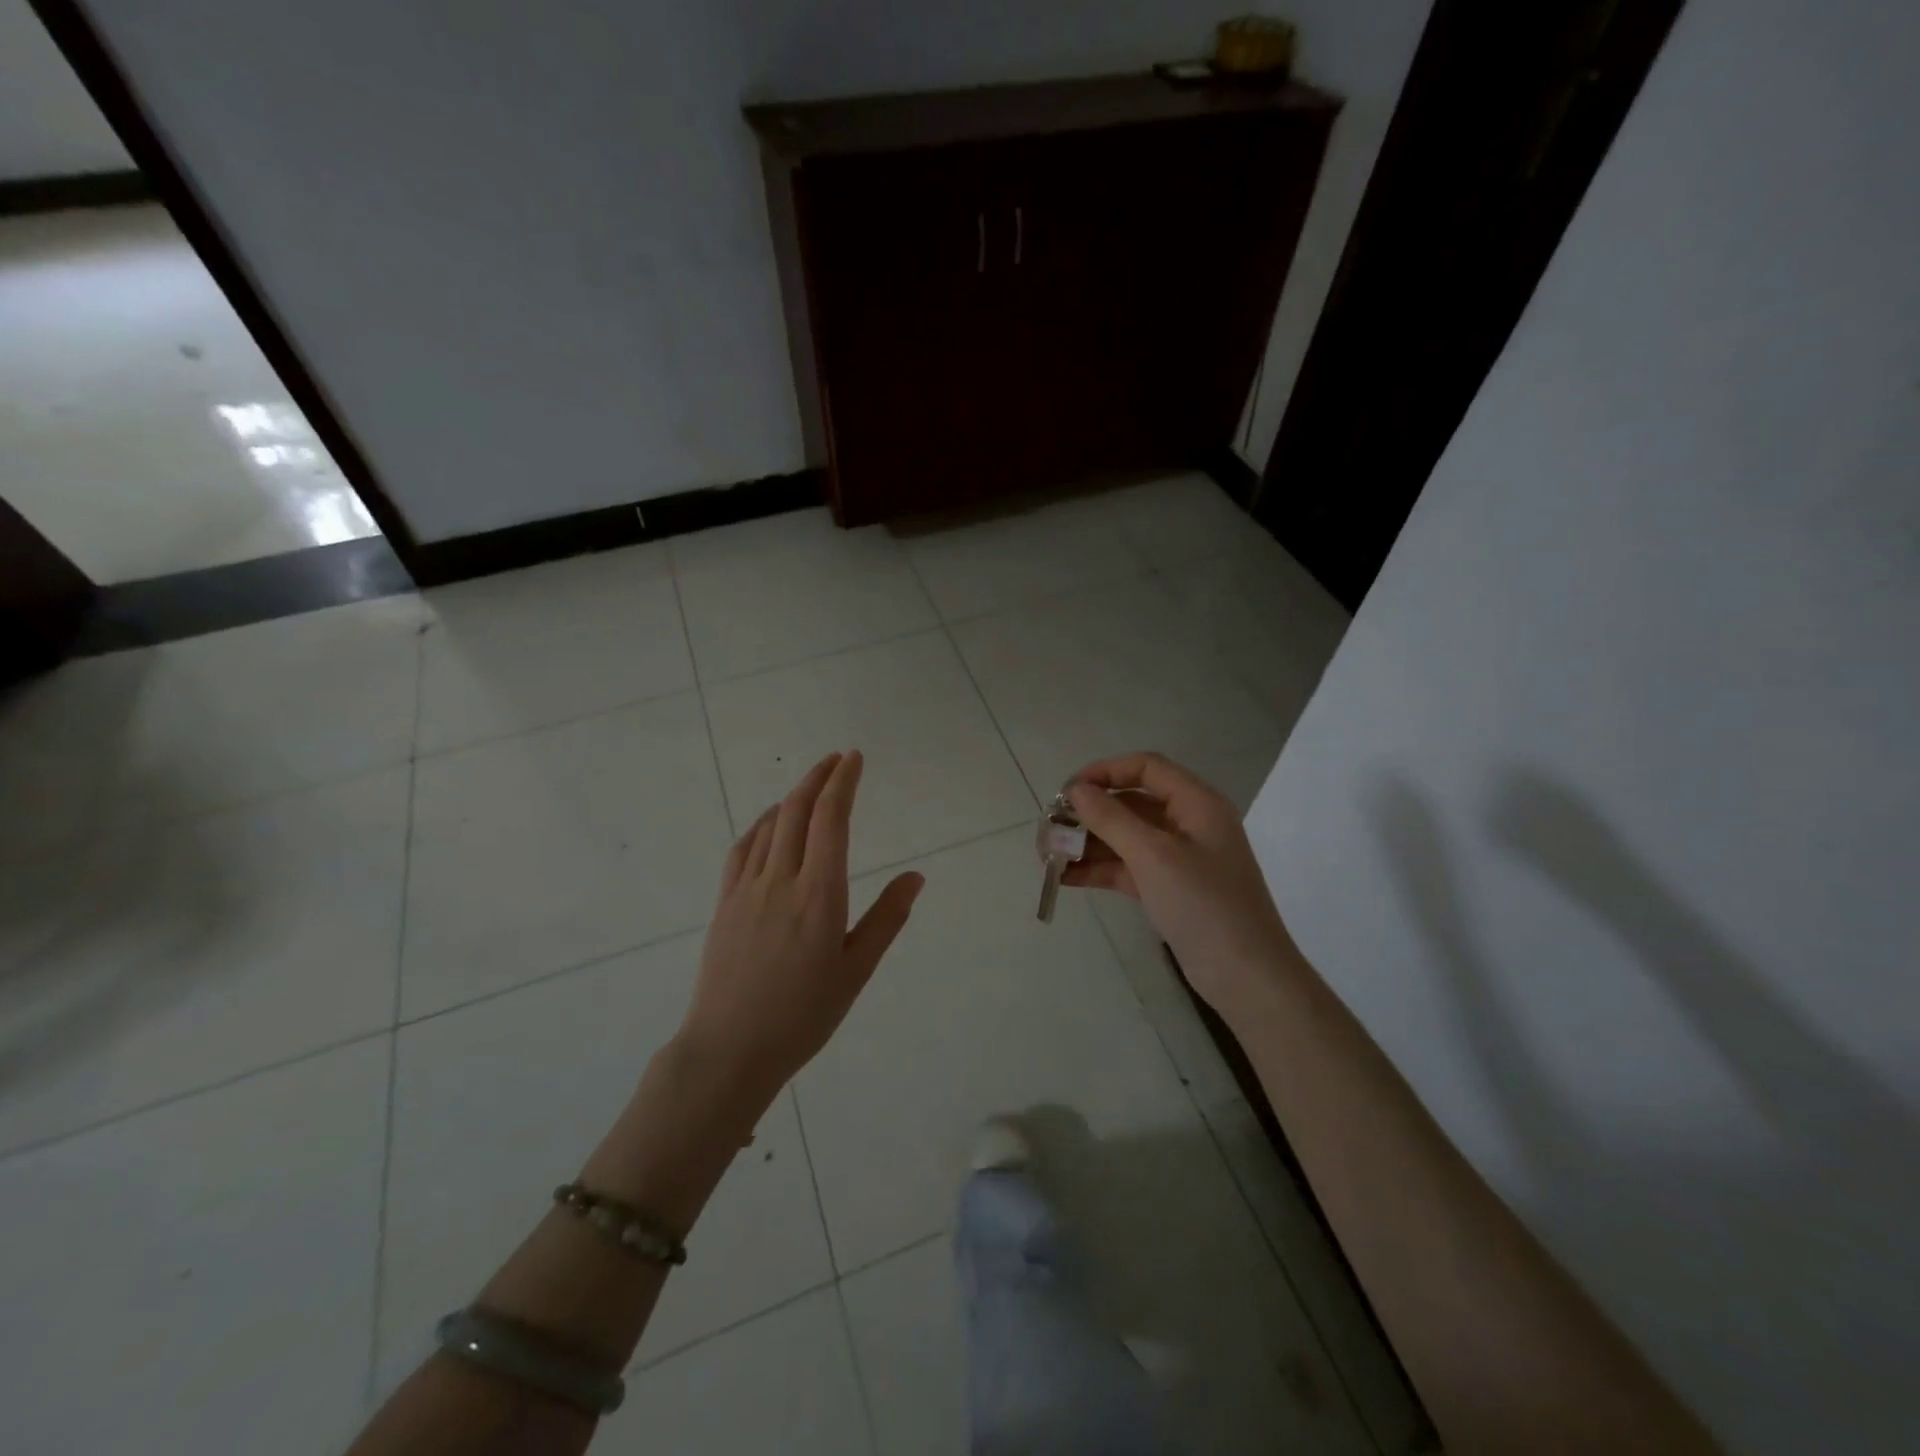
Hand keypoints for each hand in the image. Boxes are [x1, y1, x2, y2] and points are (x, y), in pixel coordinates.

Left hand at [676, 751, 922, 1104]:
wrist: (730, 1049)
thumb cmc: (804, 1014)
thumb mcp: (856, 969)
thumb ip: (887, 918)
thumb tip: (916, 876)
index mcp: (820, 893)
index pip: (831, 818)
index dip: (843, 781)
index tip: (854, 758)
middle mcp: (782, 879)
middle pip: (798, 809)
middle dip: (819, 777)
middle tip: (837, 759)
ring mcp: (748, 888)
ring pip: (770, 824)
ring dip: (792, 796)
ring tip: (811, 786)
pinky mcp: (725, 902)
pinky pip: (743, 848)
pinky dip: (761, 824)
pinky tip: (769, 823)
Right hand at [1063, 751, 1301, 1023]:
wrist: (1247, 978)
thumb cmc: (1204, 905)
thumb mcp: (1154, 856)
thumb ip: (1111, 819)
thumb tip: (1075, 789)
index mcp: (1197, 804)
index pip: (1147, 768)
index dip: (1105, 771)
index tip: (1067, 791)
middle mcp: (1189, 824)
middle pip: (1132, 803)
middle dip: (1090, 813)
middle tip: (1050, 827)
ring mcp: (1179, 859)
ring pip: (1126, 838)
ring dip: (1088, 843)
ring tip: (1048, 856)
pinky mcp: (1170, 889)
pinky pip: (1128, 868)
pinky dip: (1099, 869)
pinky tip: (1065, 878)